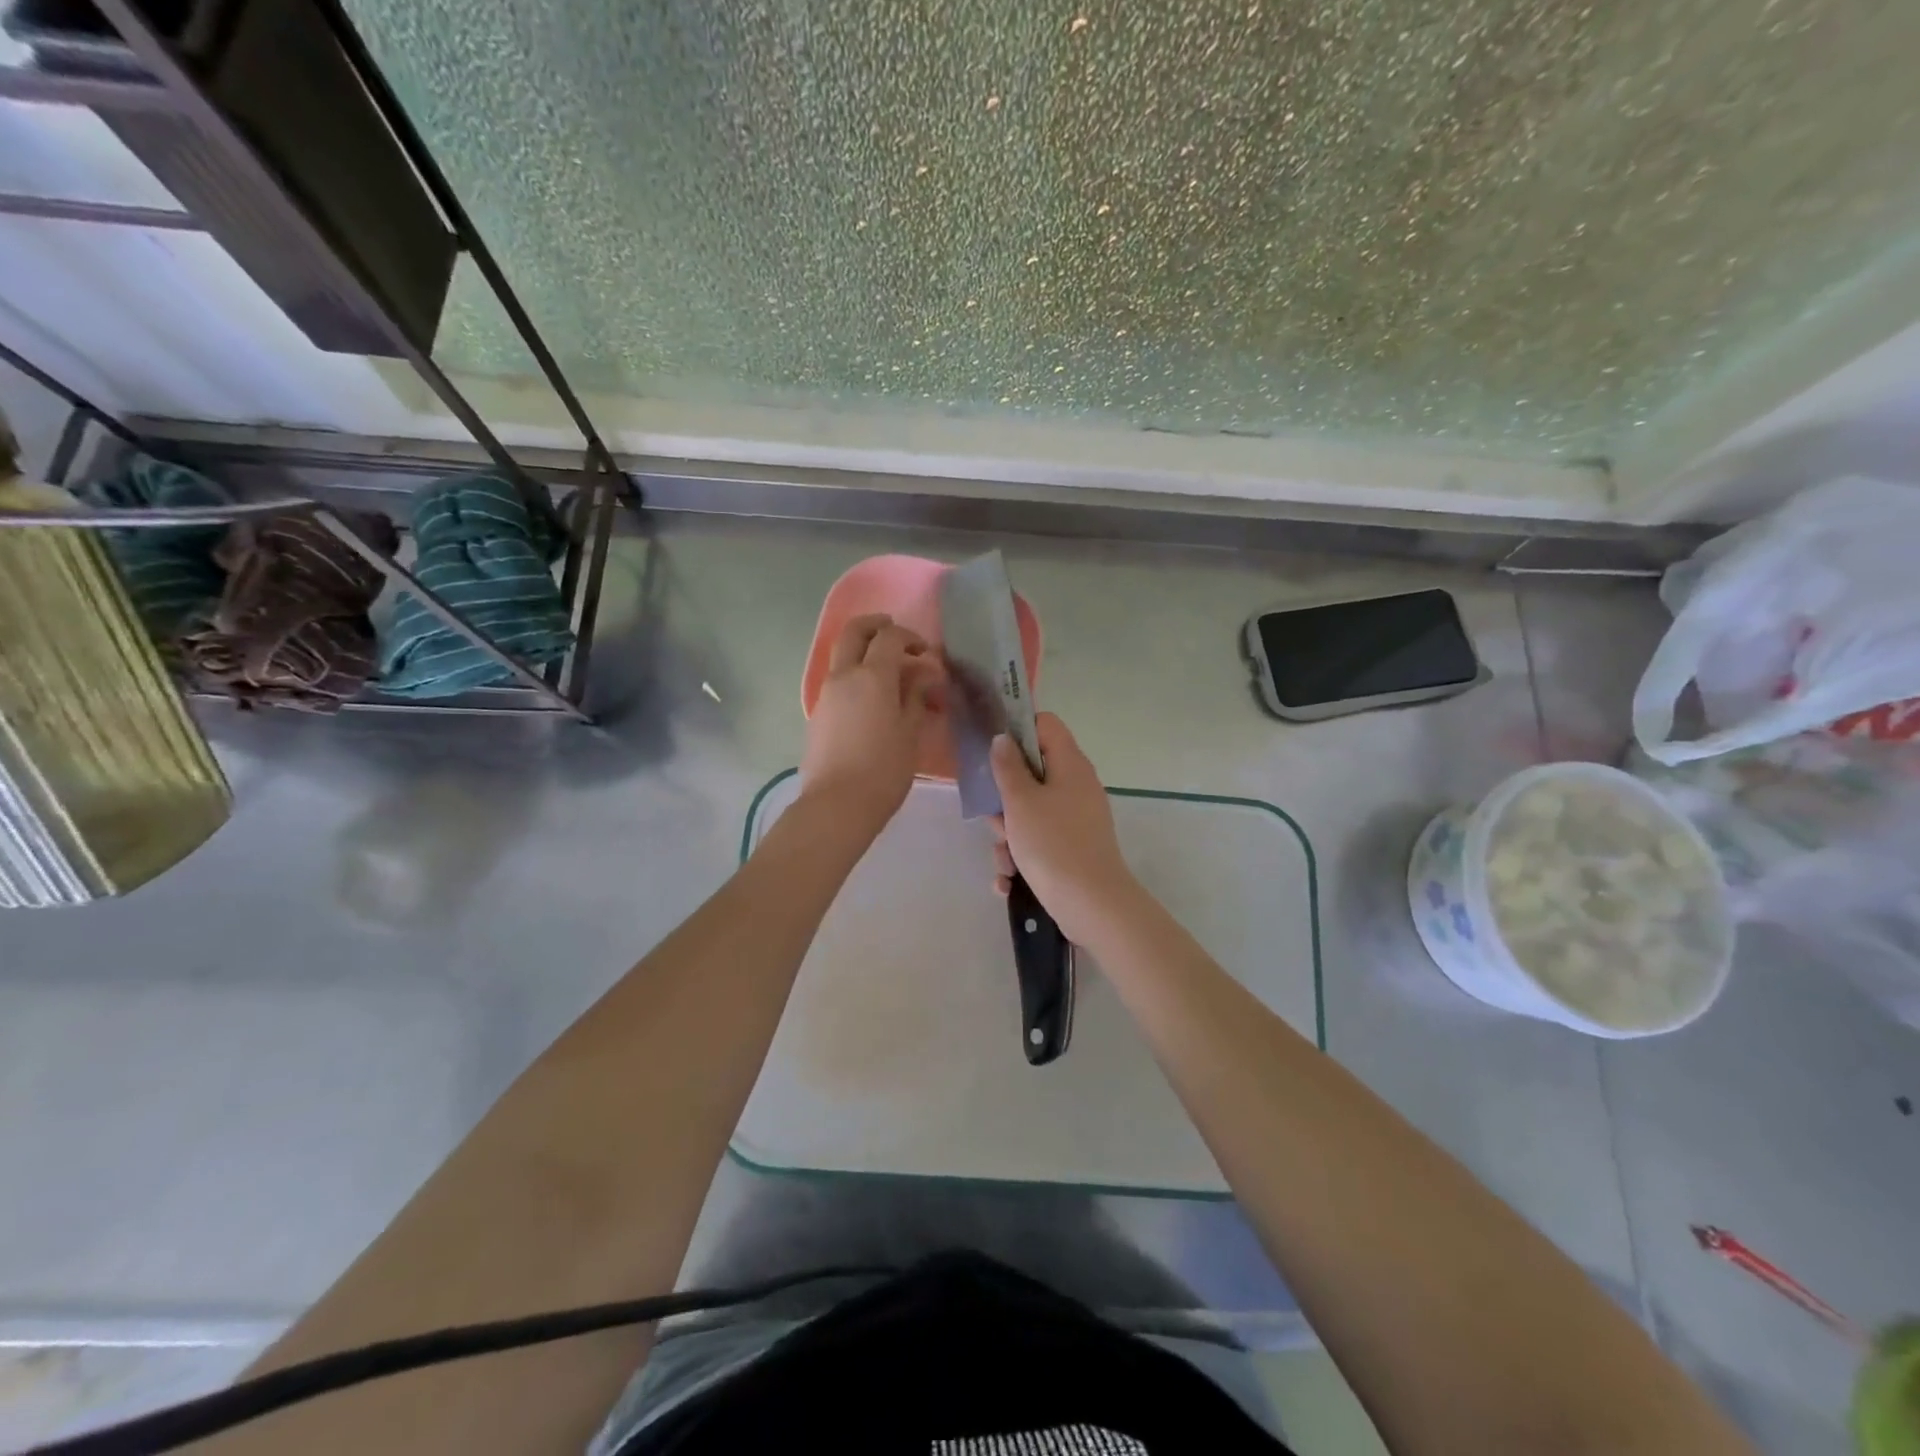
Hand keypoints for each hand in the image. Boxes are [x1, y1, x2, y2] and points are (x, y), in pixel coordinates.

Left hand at [800, 613, 939, 835]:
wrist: (837, 805)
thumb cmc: (883, 770)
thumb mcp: (910, 733)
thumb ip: (916, 697)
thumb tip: (922, 675)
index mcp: (872, 676)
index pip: (890, 638)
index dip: (910, 638)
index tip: (926, 654)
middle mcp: (844, 676)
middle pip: (855, 632)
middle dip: (876, 625)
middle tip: (895, 635)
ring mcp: (826, 694)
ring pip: (842, 656)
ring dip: (864, 652)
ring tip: (889, 674)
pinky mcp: (818, 714)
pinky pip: (838, 681)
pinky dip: (855, 677)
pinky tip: (873, 701)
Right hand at [988, 712, 1139, 944]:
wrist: (1092, 905)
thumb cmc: (1053, 844)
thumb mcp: (1020, 802)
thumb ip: (1007, 767)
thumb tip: (1003, 738)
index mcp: (1070, 765)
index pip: (1045, 725)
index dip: (1017, 731)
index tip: (992, 753)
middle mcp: (1076, 787)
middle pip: (1031, 774)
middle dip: (1005, 800)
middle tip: (996, 820)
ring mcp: (1076, 819)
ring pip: (1030, 813)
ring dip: (1009, 837)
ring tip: (1005, 861)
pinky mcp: (1073, 848)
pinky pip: (1039, 841)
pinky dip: (1023, 859)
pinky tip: (1009, 881)